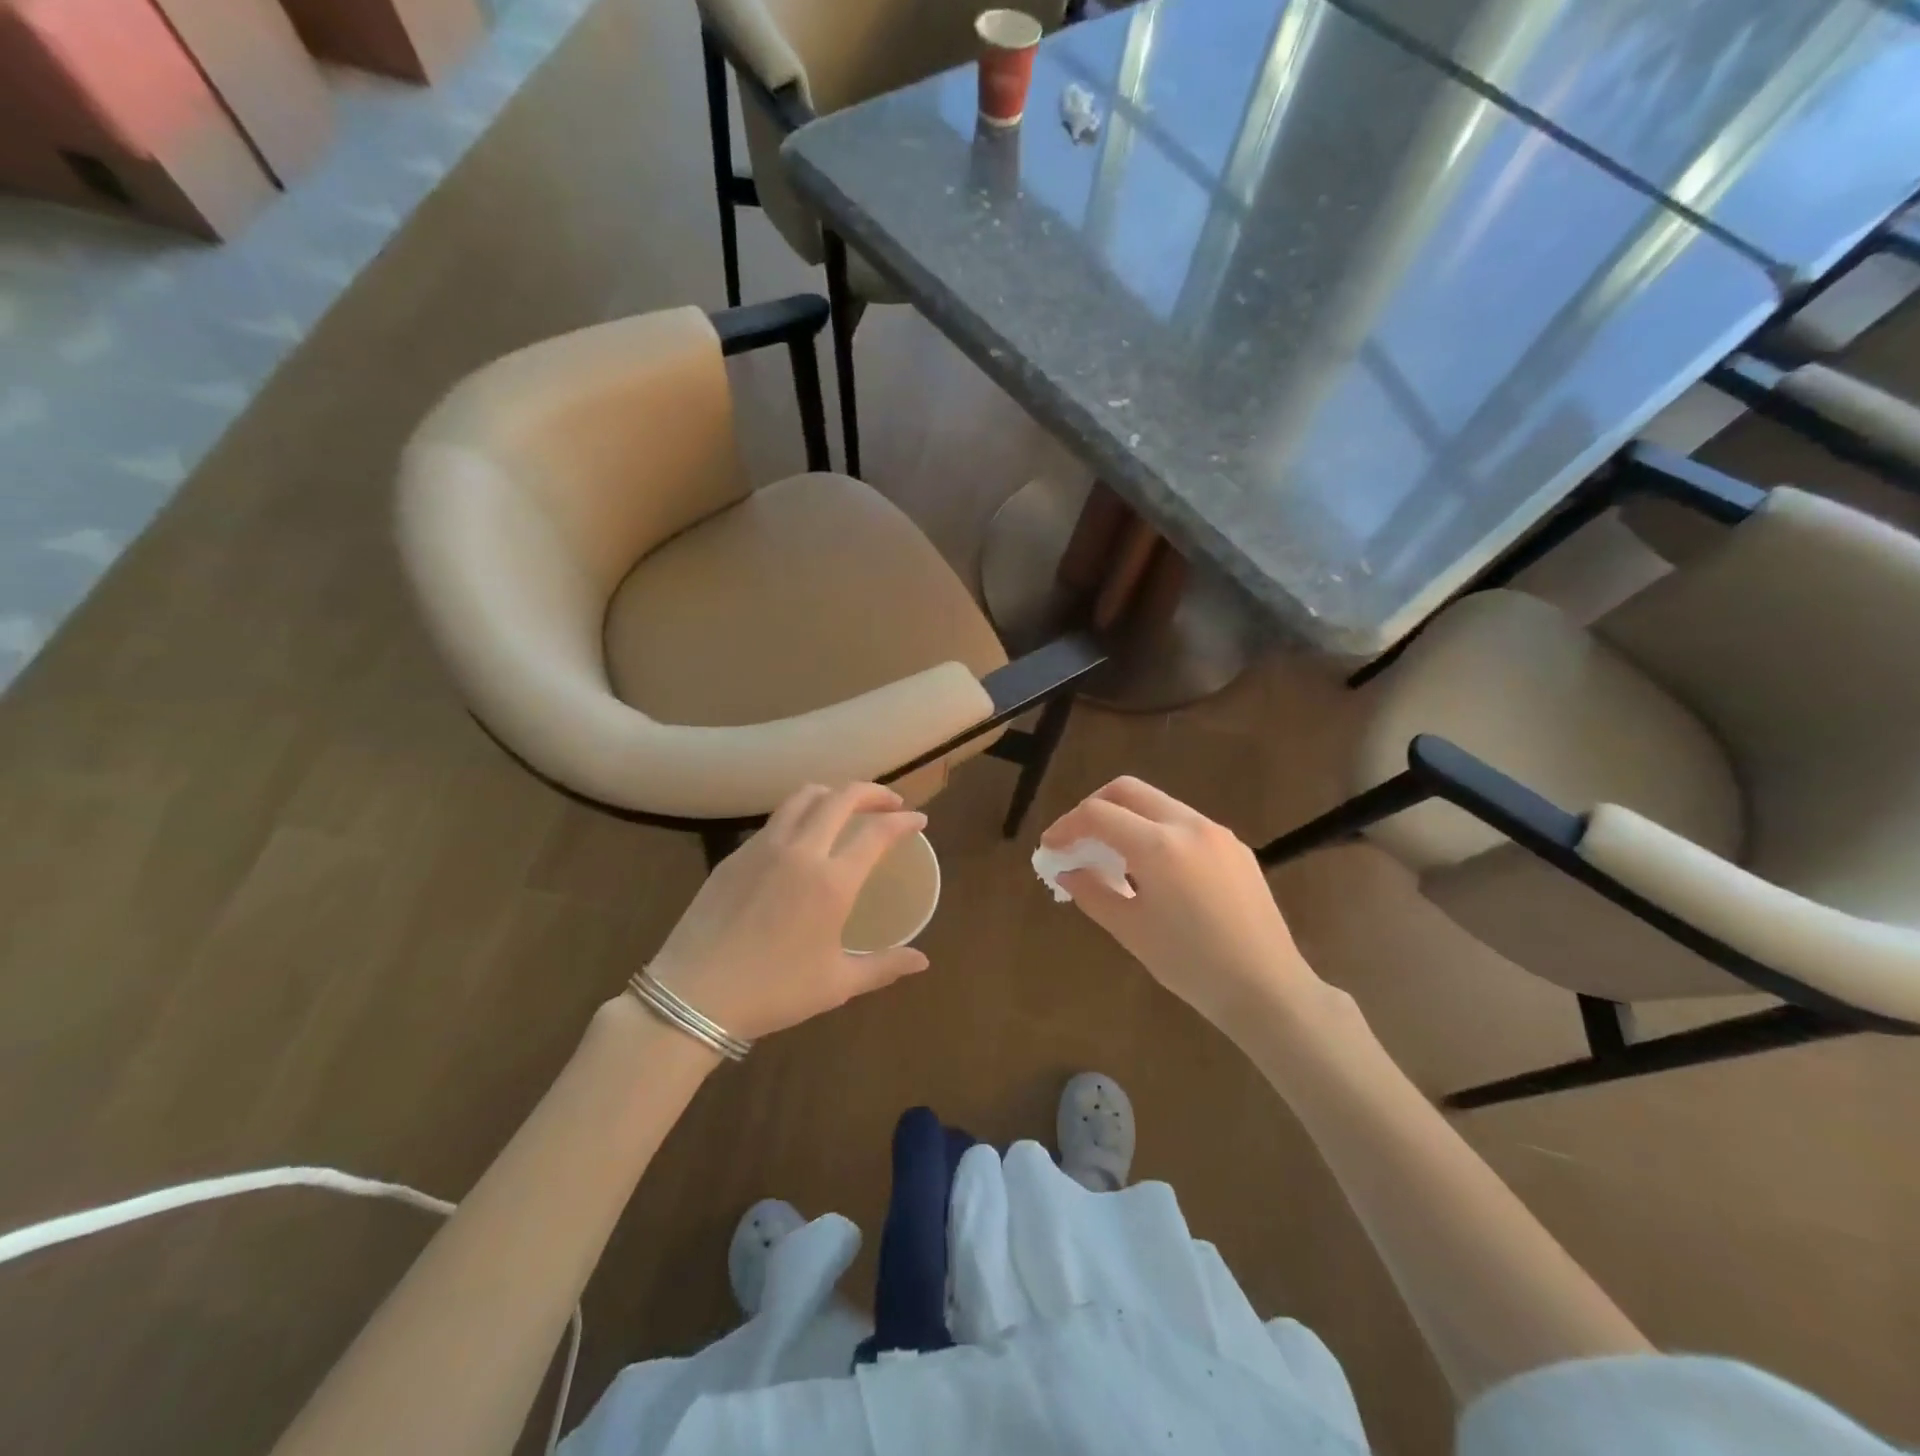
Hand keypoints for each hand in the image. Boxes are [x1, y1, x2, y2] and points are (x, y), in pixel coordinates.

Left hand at [648, 783, 930, 1042]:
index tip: (918, 820)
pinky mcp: (736, 855)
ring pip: (804, 797)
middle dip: (873, 792)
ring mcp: (763, 848)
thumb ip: (884, 966)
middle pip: (842, 797)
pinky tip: (802, 837)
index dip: (903, 820)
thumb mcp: (836, 984)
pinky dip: (800, 813)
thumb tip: (922, 961)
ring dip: (833, 793)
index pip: (877, 832)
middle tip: (889, 804)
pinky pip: (776, 819)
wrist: (693, 996)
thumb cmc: (773, 992)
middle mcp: (801, 851)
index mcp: (832, 882)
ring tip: (846, 808)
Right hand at [1041, 777, 1325, 1032]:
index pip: (1097, 814)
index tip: (1050, 849)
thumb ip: (1092, 891)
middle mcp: (1188, 825)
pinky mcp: (1235, 848)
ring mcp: (1217, 833)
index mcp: (1159, 845)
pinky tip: (1154, 871)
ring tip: (1113, 859)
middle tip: (1078, 840)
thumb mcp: (1130, 930)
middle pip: (1128, 790)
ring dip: (1127, 819)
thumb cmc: (1191, 965)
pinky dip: (1156, 832)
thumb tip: (1066, 870)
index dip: (1065, 827)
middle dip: (1094, 808)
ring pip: (1158, 804)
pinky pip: (1184, 824)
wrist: (1267, 988)